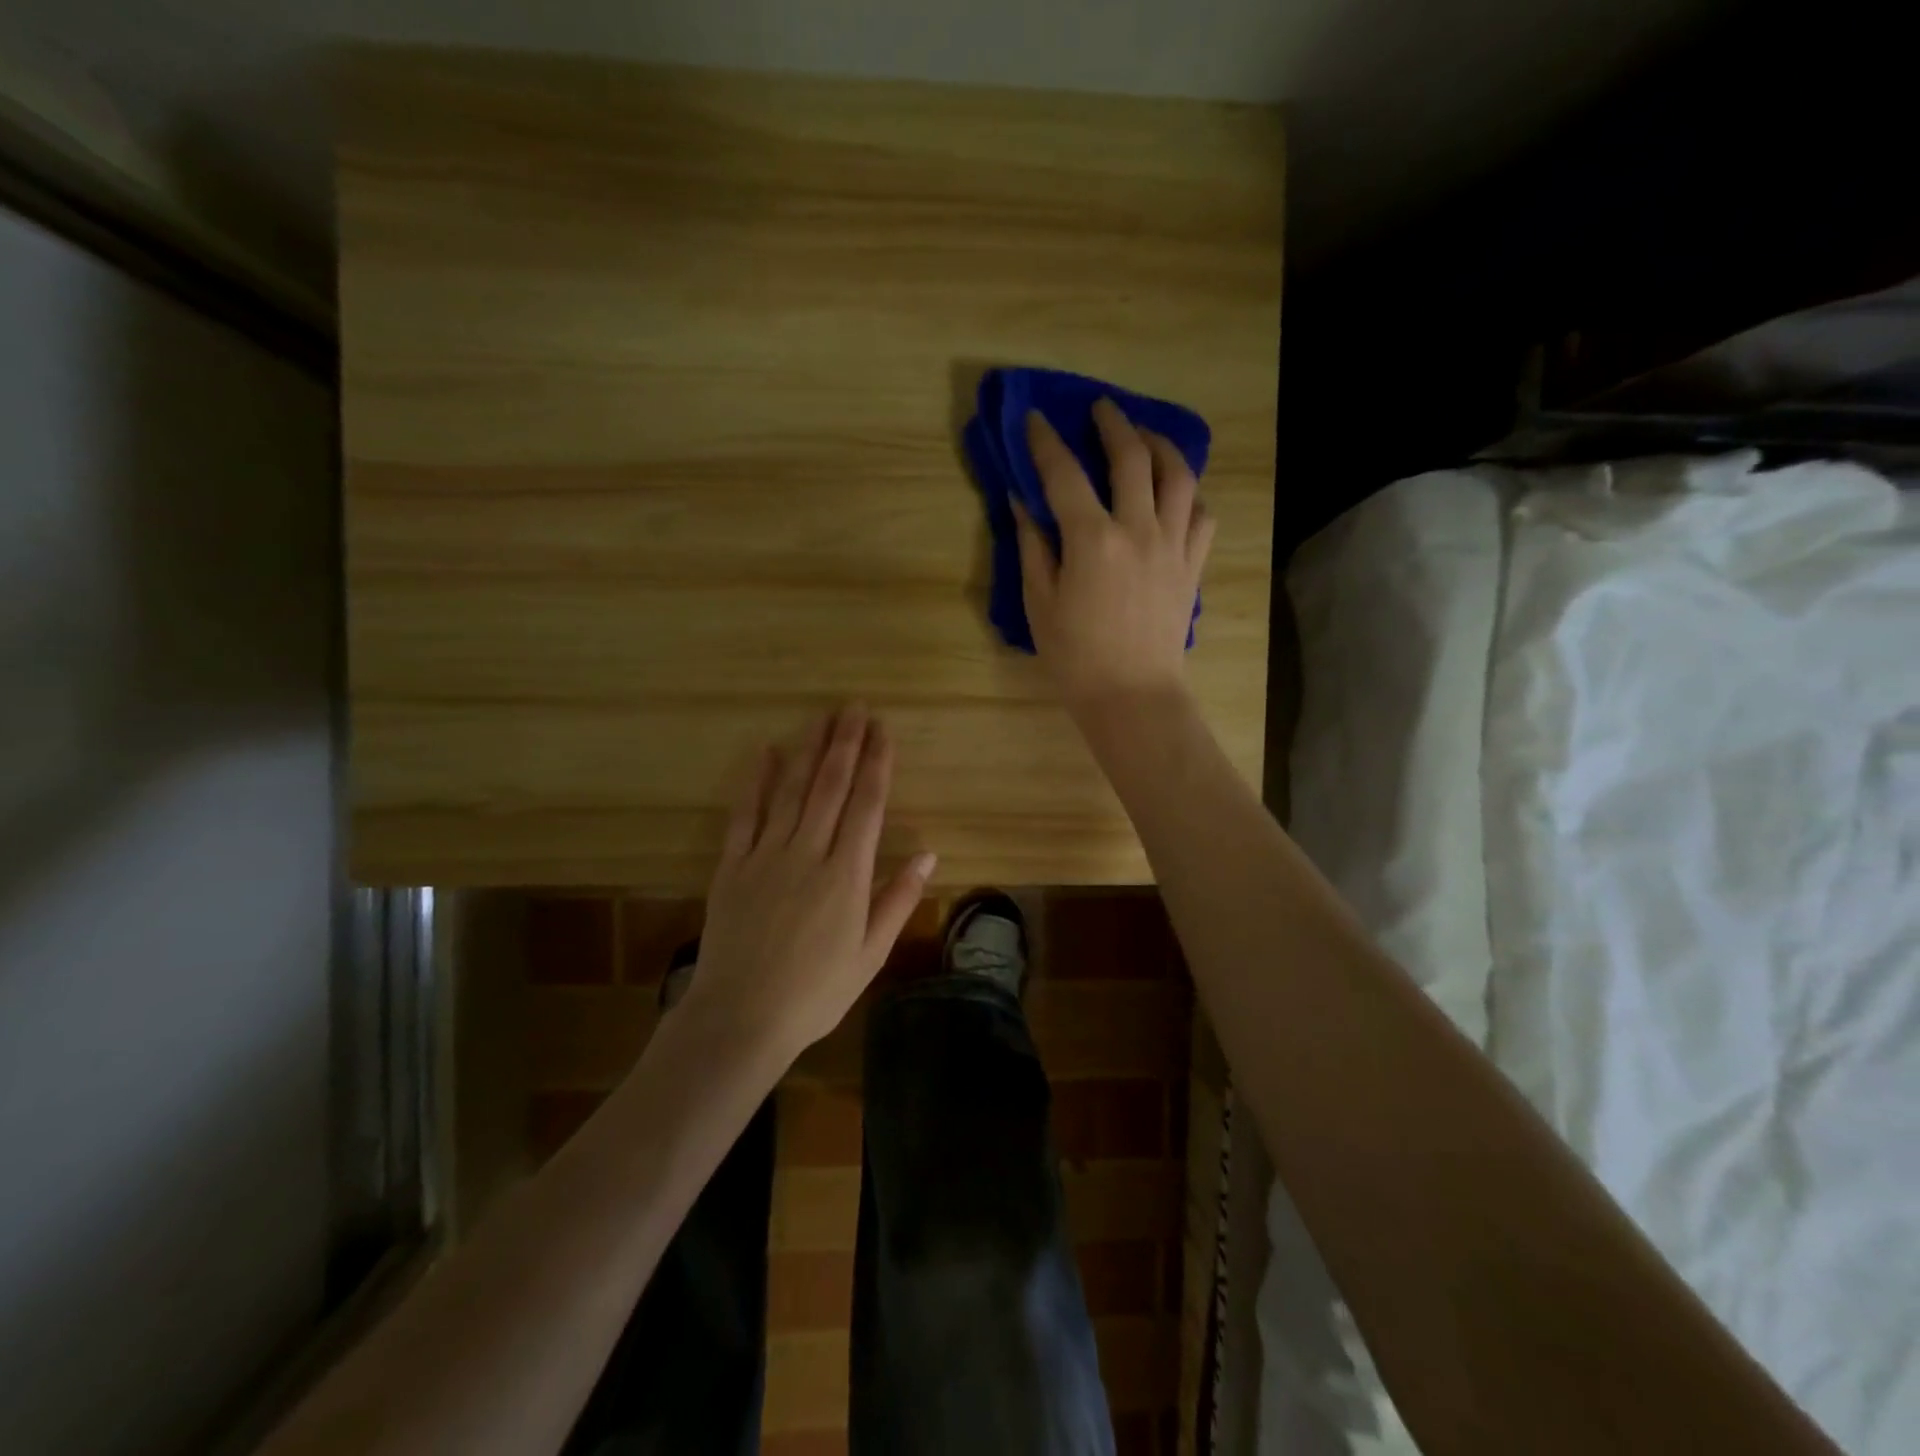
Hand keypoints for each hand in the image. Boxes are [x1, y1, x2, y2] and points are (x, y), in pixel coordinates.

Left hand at [685, 705, 936, 1056]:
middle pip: (830, 787)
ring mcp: (766, 856)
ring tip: (822, 718)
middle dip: (846, 744)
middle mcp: (809, 853)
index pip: (867, 806)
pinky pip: (745, 815)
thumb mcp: (869, 955)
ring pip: (791, 791)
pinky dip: (755, 781)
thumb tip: (928, 854)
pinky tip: (765, 752)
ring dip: (808, 750)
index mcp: (847, 875)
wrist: (740, 1018)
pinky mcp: (733, 866)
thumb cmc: (815, 993)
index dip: (877, 765)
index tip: (884, 732)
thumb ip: (897, 900)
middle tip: (855, 707)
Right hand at [1012, 399, 1215, 716]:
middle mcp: (1139, 530)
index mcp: (1093, 540)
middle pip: (1132, 457)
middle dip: (1113, 424)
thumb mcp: (1039, 604)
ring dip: (1161, 445)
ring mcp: (1173, 545)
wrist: (1133, 696)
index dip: (1046, 442)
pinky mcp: (1193, 566)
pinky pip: (1202, 515)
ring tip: (1145, 436)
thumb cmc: (1076, 658)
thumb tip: (1023, 503)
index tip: (1036, 418)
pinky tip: (1176, 492)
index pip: (1065, 475)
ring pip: (1178, 476)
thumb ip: (1033, 547)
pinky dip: (1190, 494)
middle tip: (1101, 409)